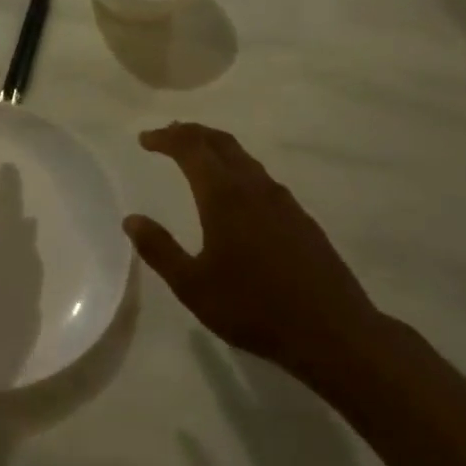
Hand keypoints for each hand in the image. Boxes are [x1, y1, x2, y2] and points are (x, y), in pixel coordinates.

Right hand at [124, 123, 384, 390]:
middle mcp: (254, 188)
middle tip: (168, 135)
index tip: (145, 140)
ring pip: (244, 158)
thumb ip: (159, 249)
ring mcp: (282, 201)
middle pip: (220, 142)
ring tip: (197, 156)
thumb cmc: (254, 308)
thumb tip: (131, 219)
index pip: (190, 148)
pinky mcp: (300, 218)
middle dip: (191, 133)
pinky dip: (237, 168)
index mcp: (224, 197)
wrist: (333, 332)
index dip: (166, 138)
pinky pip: (261, 177)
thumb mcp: (193, 286)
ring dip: (216, 148)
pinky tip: (235, 193)